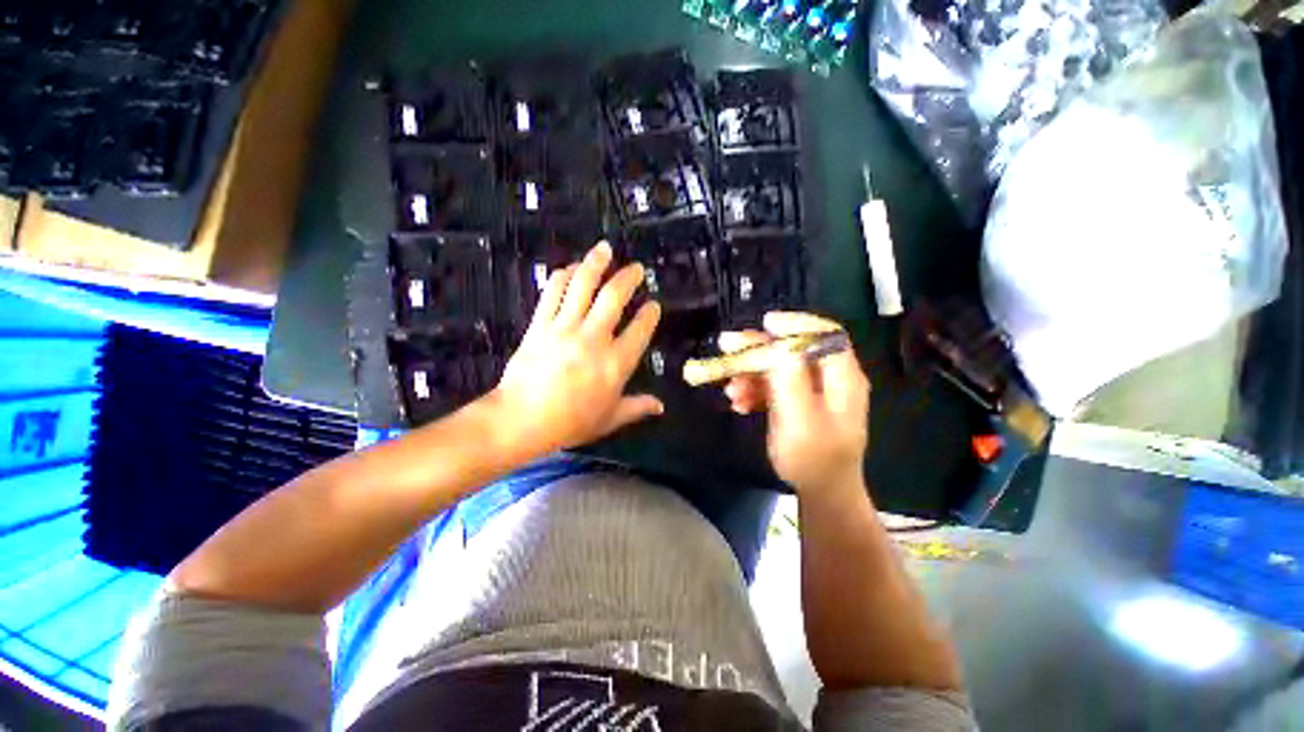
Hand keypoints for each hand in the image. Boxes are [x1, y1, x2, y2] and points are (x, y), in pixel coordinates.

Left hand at [488, 241, 662, 455]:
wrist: (522, 419)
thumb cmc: (568, 424)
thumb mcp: (608, 420)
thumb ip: (635, 408)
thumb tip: (660, 407)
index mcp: (615, 364)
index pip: (640, 330)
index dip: (650, 314)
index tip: (654, 305)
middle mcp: (593, 339)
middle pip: (614, 297)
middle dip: (628, 278)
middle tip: (636, 268)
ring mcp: (565, 328)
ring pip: (583, 285)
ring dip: (596, 263)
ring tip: (604, 249)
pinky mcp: (540, 324)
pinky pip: (553, 292)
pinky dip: (564, 275)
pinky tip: (571, 268)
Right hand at [721, 312, 869, 494]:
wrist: (824, 495)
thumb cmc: (813, 458)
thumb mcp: (799, 417)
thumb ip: (789, 377)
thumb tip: (778, 342)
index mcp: (843, 377)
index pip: (824, 333)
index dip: (795, 323)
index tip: (764, 324)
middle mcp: (835, 380)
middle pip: (798, 350)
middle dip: (762, 350)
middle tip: (728, 347)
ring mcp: (821, 395)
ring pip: (786, 369)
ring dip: (755, 374)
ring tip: (729, 389)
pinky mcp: (807, 409)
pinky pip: (782, 389)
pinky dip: (760, 392)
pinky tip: (738, 403)